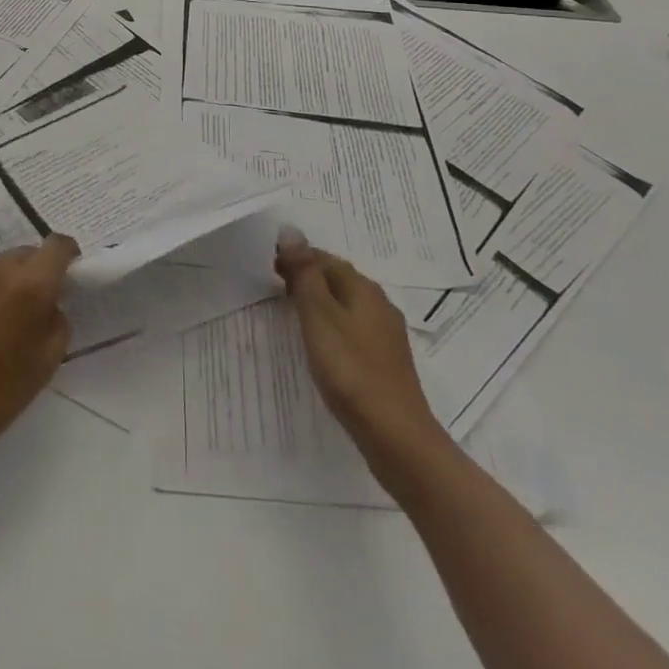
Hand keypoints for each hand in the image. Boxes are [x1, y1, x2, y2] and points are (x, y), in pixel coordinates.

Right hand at [275, 225, 446, 473]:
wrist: (397, 437)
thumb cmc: (351, 371)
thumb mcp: (319, 317)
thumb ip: (305, 275)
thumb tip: (291, 230)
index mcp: (363, 289)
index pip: (325, 259)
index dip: (297, 258)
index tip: (270, 268)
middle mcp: (379, 304)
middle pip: (338, 279)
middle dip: (309, 277)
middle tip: (277, 288)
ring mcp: (386, 335)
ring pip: (347, 305)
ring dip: (321, 302)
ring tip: (294, 314)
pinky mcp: (386, 362)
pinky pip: (354, 329)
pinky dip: (333, 326)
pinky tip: (323, 346)